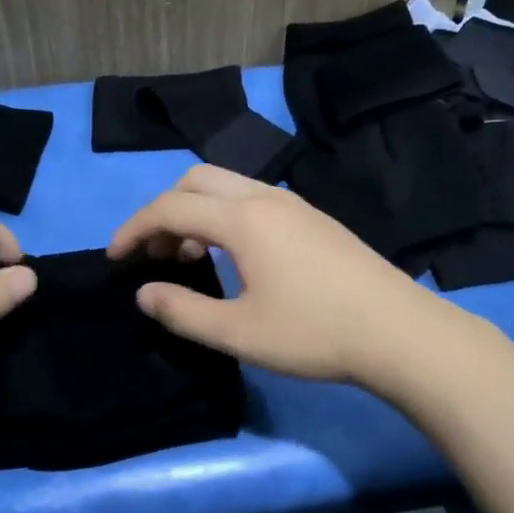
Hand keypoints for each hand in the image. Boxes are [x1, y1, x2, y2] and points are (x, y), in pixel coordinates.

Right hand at [107, 165, 452, 386]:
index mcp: (243, 218)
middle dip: (165, 209)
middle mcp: (267, 198)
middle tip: (156, 253)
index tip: (114, 258)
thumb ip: (183, 311)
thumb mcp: (239, 332)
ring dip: (198, 211)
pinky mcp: (315, 219)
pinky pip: (254, 199)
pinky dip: (226, 216)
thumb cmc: (314, 332)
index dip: (134, 229)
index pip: (171, 206)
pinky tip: (236, 258)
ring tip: (191, 258)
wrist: (398, 331)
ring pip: (229, 186)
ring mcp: (296, 204)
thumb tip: (144, 292)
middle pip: (197, 180)